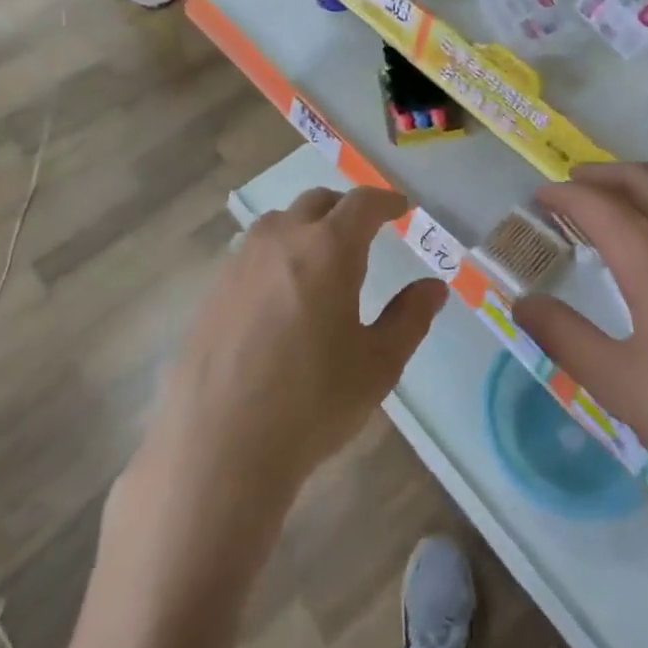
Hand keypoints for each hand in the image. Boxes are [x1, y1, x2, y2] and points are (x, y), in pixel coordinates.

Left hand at [139, 186, 446, 514]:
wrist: (220, 446)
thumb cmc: (312, 402)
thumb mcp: (378, 364)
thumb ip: (410, 317)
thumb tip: (434, 287)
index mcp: (329, 248)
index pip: (363, 203)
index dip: (386, 201)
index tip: (401, 208)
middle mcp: (282, 239)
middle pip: (317, 202)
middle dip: (345, 208)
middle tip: (363, 231)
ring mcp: (241, 261)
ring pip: (279, 222)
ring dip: (305, 226)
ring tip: (319, 257)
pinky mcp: (213, 288)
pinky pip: (250, 252)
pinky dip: (274, 254)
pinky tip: (278, 293)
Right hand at [513, 163, 647, 548]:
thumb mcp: (620, 384)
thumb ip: (564, 338)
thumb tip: (522, 304)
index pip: (596, 202)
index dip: (562, 194)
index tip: (538, 198)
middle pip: (641, 178)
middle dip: (600, 175)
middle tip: (571, 189)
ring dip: (638, 188)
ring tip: (615, 213)